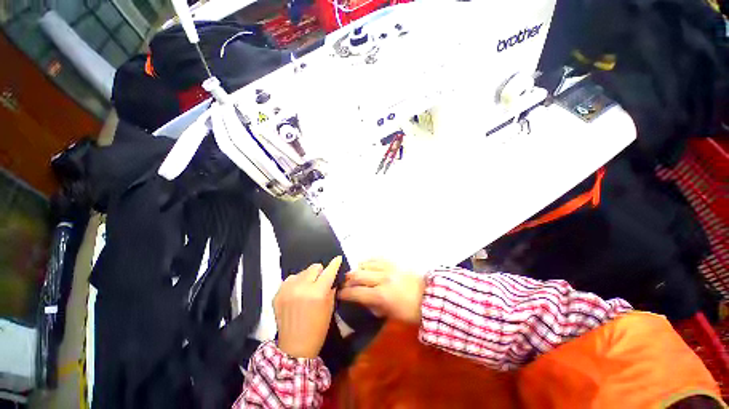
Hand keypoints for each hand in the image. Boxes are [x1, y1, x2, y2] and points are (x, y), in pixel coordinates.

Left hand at [274, 256, 341, 358]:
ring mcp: (287, 290)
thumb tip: (331, 277)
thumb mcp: (330, 308)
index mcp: (317, 293)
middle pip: (314, 267)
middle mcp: (302, 287)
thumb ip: (331, 289)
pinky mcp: (277, 294)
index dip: (335, 263)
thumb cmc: (317, 329)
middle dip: (319, 272)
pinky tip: (297, 293)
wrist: (294, 348)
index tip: (338, 258)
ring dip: (307, 277)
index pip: (328, 271)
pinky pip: (290, 279)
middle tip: (320, 281)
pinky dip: (296, 283)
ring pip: (302, 272)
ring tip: (307, 289)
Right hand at [338, 259, 424, 323]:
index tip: (339, 294)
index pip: (357, 292)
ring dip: (357, 269)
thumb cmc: (411, 310)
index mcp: (381, 295)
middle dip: (348, 280)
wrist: (430, 296)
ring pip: (365, 264)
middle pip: (358, 275)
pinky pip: (376, 258)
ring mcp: (388, 268)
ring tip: (356, 275)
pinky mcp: (394, 262)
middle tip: (344, 284)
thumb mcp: (391, 315)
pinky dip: (368, 262)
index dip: (345, 294)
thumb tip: (363, 301)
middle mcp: (382, 279)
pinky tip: (366, 265)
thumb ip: (374, 307)